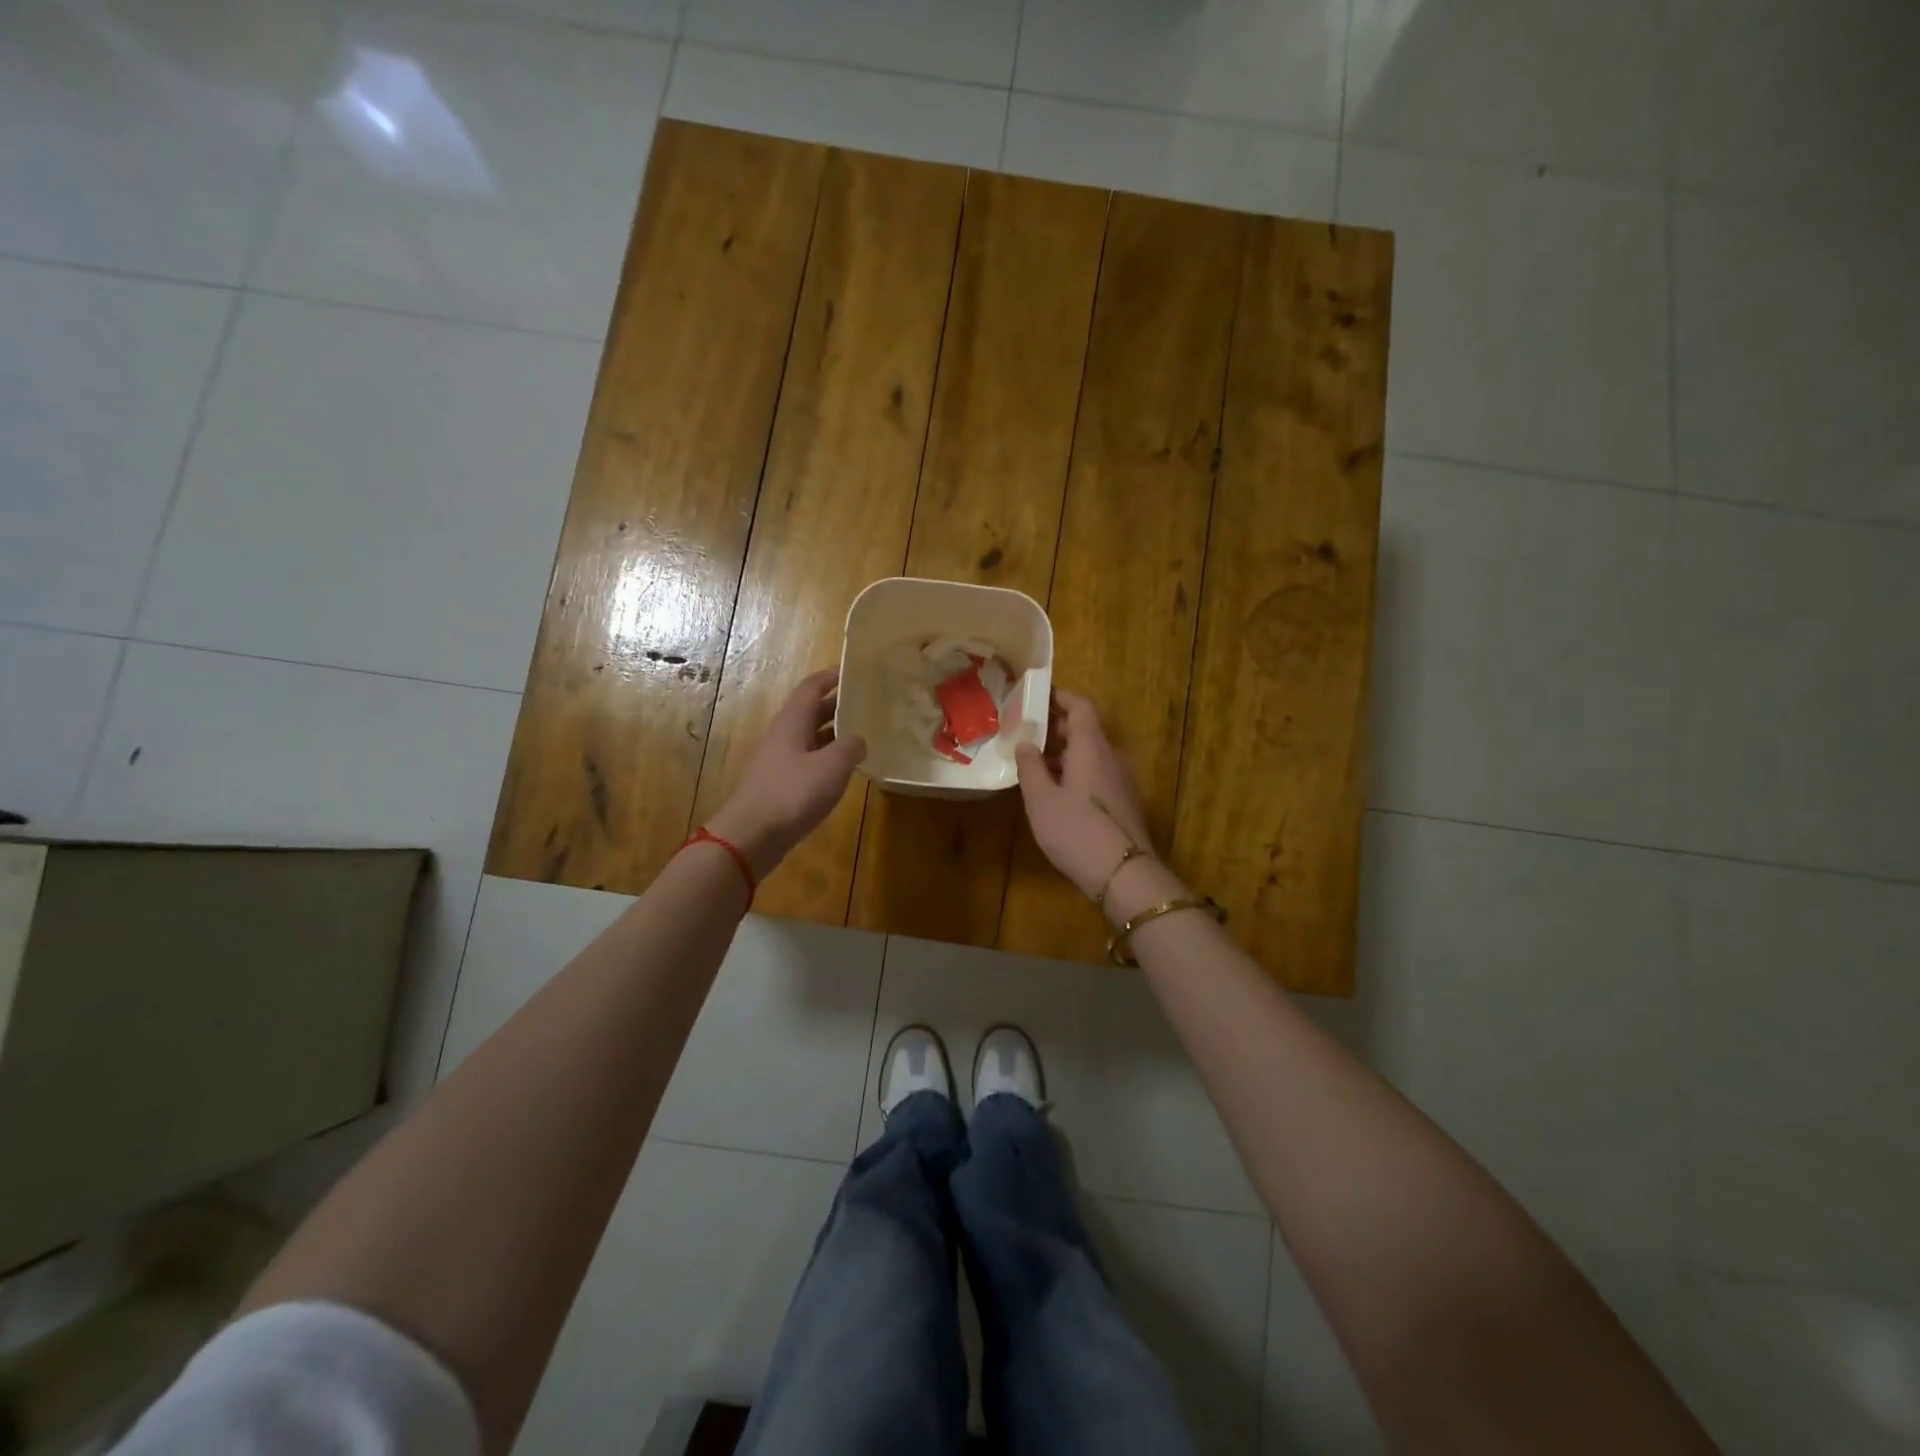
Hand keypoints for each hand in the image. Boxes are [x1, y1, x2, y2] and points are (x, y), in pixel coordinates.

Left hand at [707, 669, 865, 878]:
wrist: (752, 835)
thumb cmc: (792, 793)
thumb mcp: (832, 766)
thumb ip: (850, 747)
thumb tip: (859, 740)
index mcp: (792, 722)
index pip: (811, 688)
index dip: (830, 676)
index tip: (852, 669)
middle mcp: (783, 736)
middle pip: (811, 712)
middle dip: (837, 705)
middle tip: (866, 702)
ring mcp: (779, 761)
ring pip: (810, 737)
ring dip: (834, 733)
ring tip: (862, 733)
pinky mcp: (780, 784)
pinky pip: (808, 760)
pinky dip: (827, 757)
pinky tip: (843, 769)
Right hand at [1014, 689, 1155, 899]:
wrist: (1125, 875)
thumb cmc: (1077, 831)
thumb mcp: (1041, 799)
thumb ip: (1030, 767)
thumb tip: (1026, 742)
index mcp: (1092, 747)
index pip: (1080, 706)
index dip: (1059, 697)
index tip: (1035, 697)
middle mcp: (1111, 757)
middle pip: (1085, 730)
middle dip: (1055, 727)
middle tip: (1025, 733)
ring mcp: (1122, 781)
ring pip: (1090, 754)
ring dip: (1063, 753)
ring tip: (1034, 765)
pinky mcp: (1124, 803)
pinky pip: (1097, 774)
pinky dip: (1075, 772)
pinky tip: (1055, 792)